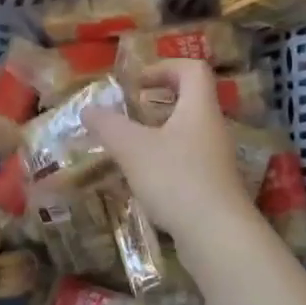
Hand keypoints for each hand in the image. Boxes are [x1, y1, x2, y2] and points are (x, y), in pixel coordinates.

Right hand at [87, 60, 255, 237]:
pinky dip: (164, 162)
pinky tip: (143, 181)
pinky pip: (187, 162)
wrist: (217, 236)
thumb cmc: (176, 179)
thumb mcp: (133, 148)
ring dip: (158, 134)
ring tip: (128, 147)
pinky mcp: (213, 187)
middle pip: (190, 101)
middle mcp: (212, 129)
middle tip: (128, 113)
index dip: (164, 67)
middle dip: (157, 103)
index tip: (137, 83)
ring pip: (187, 133)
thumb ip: (108, 125)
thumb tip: (88, 108)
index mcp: (199, 108)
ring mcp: (216, 160)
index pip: (192, 69)